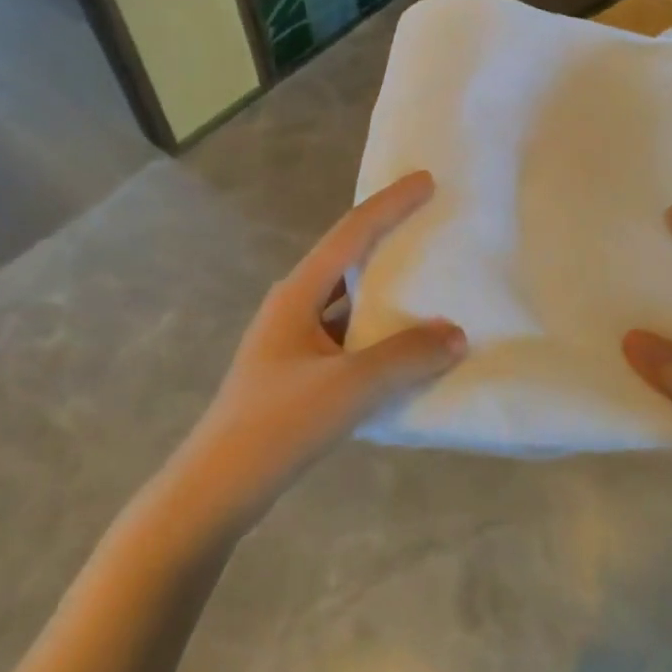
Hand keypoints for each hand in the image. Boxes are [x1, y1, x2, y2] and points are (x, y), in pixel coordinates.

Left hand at [176, 172, 465, 526]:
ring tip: (431, 284)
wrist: (215, 491)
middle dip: (389, 239)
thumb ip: (406, 356)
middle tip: (432, 225)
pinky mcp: (299, 374)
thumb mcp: (349, 386)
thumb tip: (456, 333)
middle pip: (349, 260)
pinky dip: (380, 335)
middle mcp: (294, 306)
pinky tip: (408, 348)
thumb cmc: (278, 425)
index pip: (352, 233)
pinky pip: (350, 338)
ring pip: (350, 303)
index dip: (391, 204)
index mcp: (298, 293)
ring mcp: (294, 342)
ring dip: (387, 293)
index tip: (426, 180)